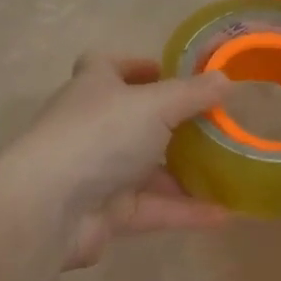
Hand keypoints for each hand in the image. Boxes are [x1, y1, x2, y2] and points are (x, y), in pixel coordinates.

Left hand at [4, 53, 230, 268]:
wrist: (51, 207)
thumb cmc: (100, 136)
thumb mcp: (155, 105)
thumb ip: (193, 93)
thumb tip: (226, 79)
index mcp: (94, 88)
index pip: (108, 66)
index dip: (138, 66)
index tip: (172, 73)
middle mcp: (93, 127)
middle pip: (134, 120)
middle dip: (172, 123)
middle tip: (214, 124)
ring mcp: (98, 172)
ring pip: (148, 169)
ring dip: (185, 171)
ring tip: (229, 170)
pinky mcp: (108, 213)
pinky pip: (153, 207)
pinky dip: (185, 210)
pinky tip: (224, 214)